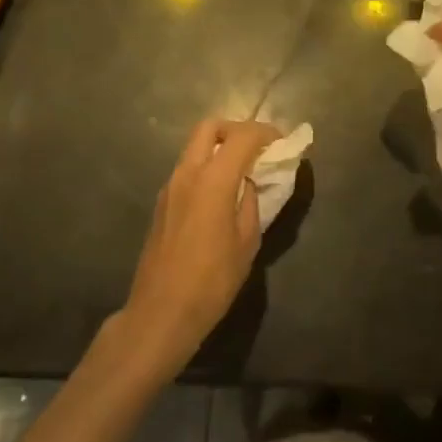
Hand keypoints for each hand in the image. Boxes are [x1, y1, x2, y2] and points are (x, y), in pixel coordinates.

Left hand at [117, 119, 279, 375]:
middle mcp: (187, 173)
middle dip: (237, 129)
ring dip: (220, 147)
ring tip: (243, 170)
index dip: (265, 133)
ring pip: (195, 146)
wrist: (160, 314)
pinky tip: (222, 193)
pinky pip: (188, 168)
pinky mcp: (162, 202)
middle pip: (210, 127)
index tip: (282, 143)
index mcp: (213, 180)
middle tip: (258, 147)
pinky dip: (207, 166)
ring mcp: (170, 186)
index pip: (242, 137)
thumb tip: (251, 184)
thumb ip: (251, 203)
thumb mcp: (246, 243)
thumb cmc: (211, 282)